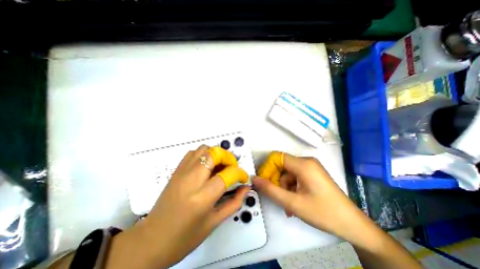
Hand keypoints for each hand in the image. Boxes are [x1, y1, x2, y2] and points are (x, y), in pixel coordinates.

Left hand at [106, 146, 251, 268]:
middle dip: (228, 157)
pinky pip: (193, 153)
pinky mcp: (176, 171)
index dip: (240, 173)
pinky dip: (204, 154)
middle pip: (214, 154)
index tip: (243, 178)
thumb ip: (234, 202)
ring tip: (220, 166)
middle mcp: (191, 179)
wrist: (151, 240)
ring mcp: (181, 172)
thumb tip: (246, 188)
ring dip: (216, 154)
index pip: (227, 174)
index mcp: (202, 196)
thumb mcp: (214, 222)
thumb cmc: (185, 237)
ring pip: (204, 149)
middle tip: (232, 168)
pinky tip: (206, 167)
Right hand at [252, 152, 362, 239]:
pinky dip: (291, 188)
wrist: (352, 225)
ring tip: (288, 206)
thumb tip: (255, 179)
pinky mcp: (313, 173)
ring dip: (284, 188)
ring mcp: (311, 167)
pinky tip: (294, 202)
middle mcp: (307, 161)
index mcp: (303, 164)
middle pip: (282, 166)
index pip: (276, 157)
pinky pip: (296, 177)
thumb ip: (271, 190)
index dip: (267, 168)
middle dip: (277, 181)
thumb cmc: (323, 213)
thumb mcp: (293, 203)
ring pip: (288, 173)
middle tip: (277, 198)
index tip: (264, 182)